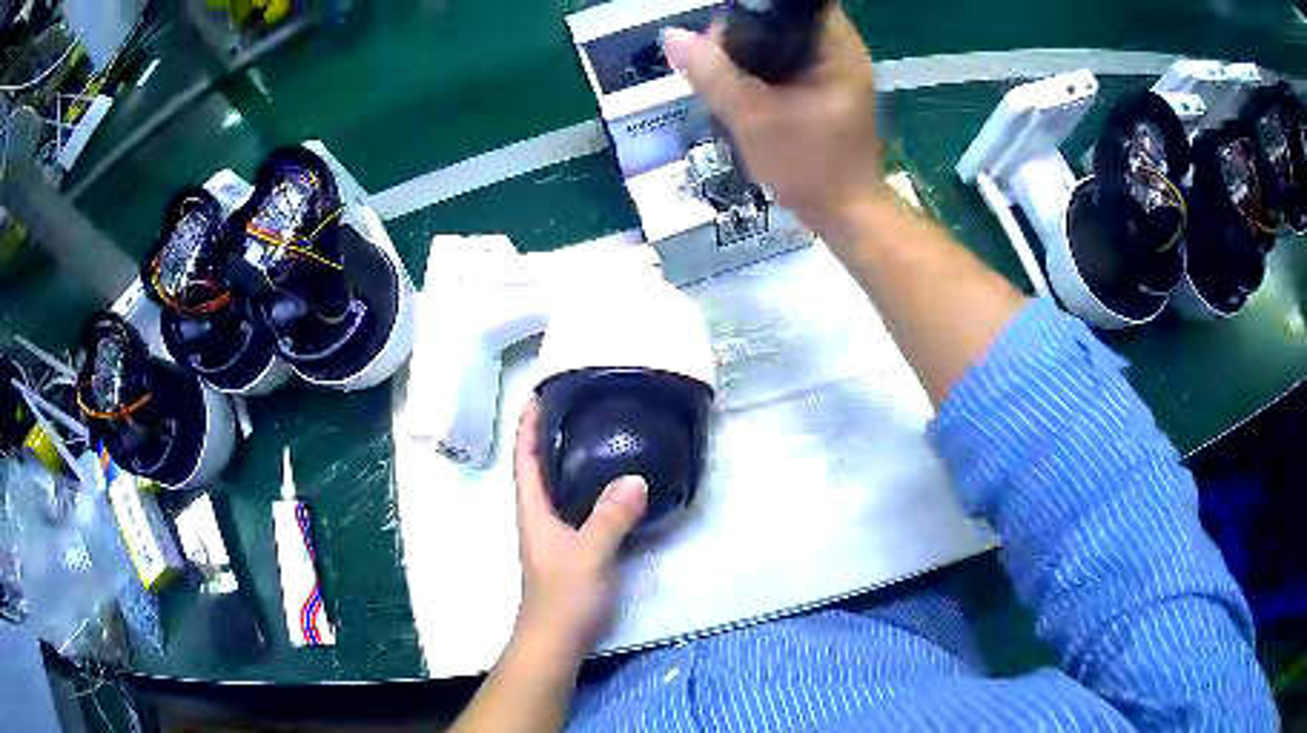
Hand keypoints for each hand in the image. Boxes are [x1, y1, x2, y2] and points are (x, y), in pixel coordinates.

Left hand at [512, 399, 647, 658]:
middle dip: (546, 437)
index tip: (535, 395)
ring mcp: (552, 535)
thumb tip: (635, 478)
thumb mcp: (590, 552)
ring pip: (556, 488)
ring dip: (565, 461)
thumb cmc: (564, 594)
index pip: (524, 459)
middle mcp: (537, 517)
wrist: (556, 638)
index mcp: (532, 510)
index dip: (526, 427)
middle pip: (536, 468)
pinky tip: (608, 488)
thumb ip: (611, 516)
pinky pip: (575, 507)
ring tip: (591, 437)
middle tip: (571, 408)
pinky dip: (585, 488)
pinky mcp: (568, 550)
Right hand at [662, 6, 885, 239]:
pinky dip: (757, 72)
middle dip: (741, 35)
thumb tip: (672, 35)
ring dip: (745, 55)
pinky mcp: (822, 89)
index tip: (721, 33)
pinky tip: (737, 91)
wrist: (842, 215)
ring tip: (719, 78)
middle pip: (781, 20)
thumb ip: (713, 75)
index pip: (793, 4)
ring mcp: (832, 71)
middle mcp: (839, 52)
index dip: (752, 10)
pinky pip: (782, 64)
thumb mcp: (754, 119)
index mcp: (836, 49)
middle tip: (713, 63)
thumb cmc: (809, 167)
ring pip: (778, 42)